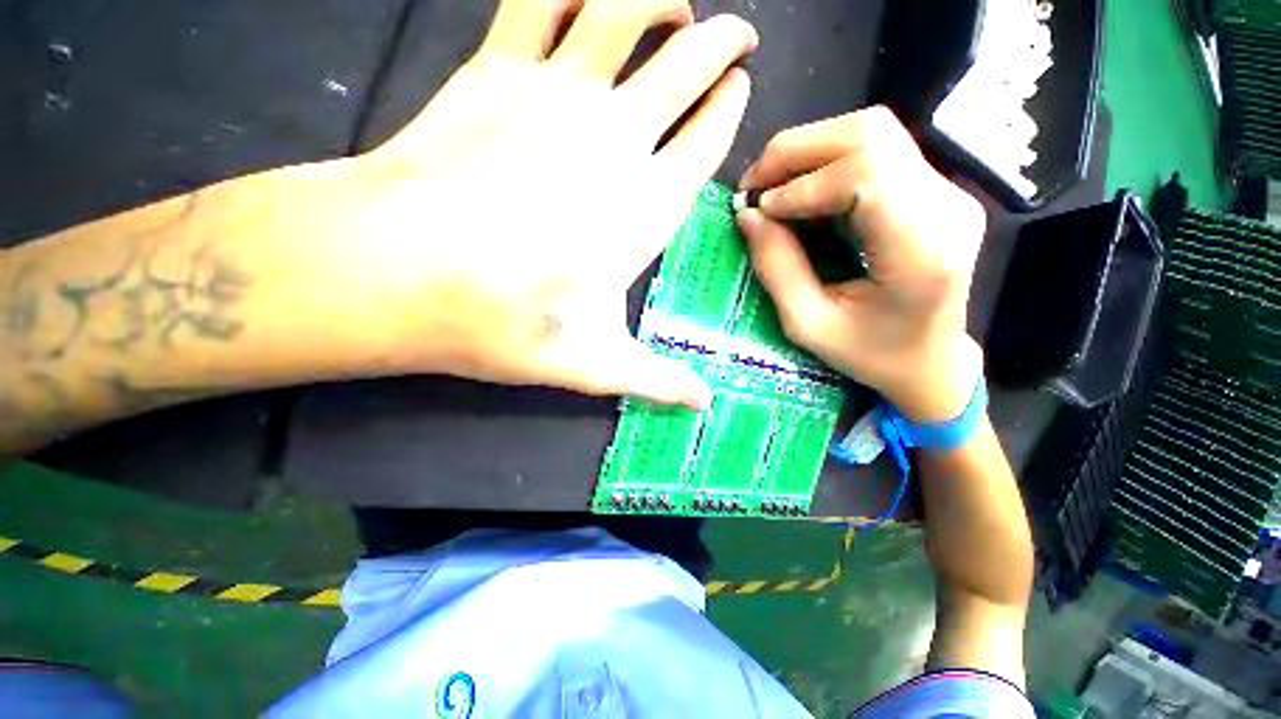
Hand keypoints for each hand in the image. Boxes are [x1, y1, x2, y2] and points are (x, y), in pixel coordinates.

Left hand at [343, 0, 755, 407]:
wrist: (399, 269)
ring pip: (627, 12)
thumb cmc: (491, 318)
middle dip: (724, 38)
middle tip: (731, 31)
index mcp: (647, 197)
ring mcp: (560, 89)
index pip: (712, 131)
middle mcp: (619, 131)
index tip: (739, 79)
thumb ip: (649, 376)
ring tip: (662, 4)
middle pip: (693, 60)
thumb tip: (701, 404)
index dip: (732, 97)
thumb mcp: (581, 361)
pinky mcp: (499, 66)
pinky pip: (539, 3)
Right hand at [737, 107, 986, 421]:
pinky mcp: (944, 185)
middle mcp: (946, 209)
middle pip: (868, 136)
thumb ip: (777, 268)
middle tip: (761, 183)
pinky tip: (817, 181)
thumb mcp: (816, 329)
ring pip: (874, 128)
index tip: (763, 209)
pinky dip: (838, 152)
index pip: (863, 176)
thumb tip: (747, 211)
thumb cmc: (882, 357)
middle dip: (801, 150)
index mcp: (924, 253)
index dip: (803, 183)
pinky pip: (884, 144)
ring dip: (818, 145)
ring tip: (785, 180)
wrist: (941, 362)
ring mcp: (950, 192)